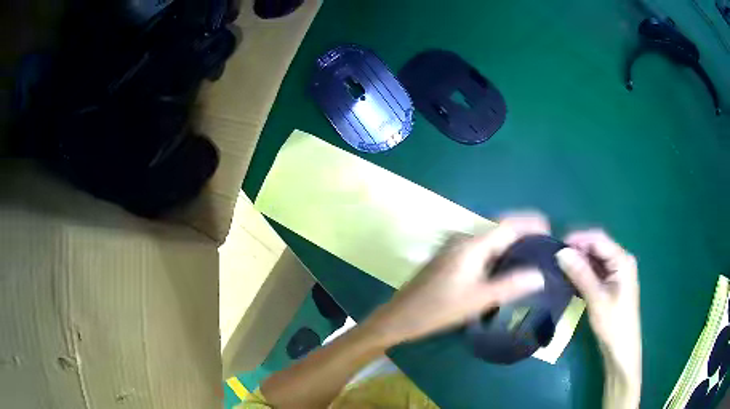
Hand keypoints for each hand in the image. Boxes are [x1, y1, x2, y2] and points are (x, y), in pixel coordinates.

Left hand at [363, 213, 549, 346]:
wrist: (400, 316)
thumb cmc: (439, 309)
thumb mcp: (479, 300)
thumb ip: (511, 286)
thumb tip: (540, 275)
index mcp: (472, 245)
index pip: (508, 225)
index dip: (530, 223)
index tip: (549, 228)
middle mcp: (463, 239)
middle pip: (499, 226)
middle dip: (522, 228)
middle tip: (542, 240)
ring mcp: (454, 246)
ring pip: (489, 236)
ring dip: (509, 239)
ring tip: (529, 250)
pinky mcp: (449, 256)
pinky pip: (479, 245)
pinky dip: (496, 248)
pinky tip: (504, 261)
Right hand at [556, 230, 640, 405]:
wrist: (621, 349)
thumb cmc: (613, 323)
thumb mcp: (596, 298)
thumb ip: (580, 274)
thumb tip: (561, 253)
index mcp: (622, 260)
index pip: (598, 240)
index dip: (578, 239)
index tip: (556, 246)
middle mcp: (621, 261)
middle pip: (598, 247)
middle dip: (578, 250)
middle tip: (557, 258)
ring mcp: (618, 273)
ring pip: (596, 259)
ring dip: (580, 261)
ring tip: (561, 267)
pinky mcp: (613, 284)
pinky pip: (597, 271)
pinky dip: (585, 272)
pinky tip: (572, 277)